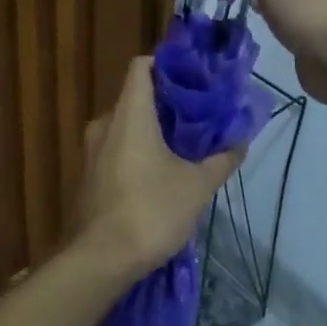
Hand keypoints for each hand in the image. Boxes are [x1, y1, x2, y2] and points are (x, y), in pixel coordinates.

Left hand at [74, 58, 245, 280]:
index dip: (165, 65)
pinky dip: (133, 153)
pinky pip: (112, 150)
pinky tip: (155, 177)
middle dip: (164, 105)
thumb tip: (241, 141)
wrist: (99, 260)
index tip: (191, 79)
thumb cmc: (150, 210)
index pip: (141, 66)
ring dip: (149, 132)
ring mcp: (89, 150)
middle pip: (134, 98)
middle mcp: (104, 123)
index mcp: (129, 114)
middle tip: (195, 118)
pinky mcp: (86, 176)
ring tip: (180, 149)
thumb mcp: (196, 186)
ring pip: (123, 126)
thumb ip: (220, 160)